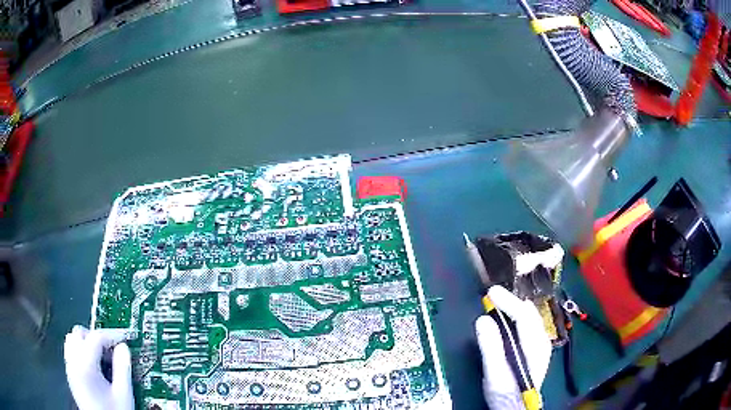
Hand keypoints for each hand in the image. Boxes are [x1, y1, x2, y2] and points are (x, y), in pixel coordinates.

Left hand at [64, 325, 133, 409]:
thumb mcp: (123, 394)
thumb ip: (123, 369)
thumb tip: (124, 348)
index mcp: (85, 364)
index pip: (96, 337)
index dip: (111, 335)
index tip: (125, 339)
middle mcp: (73, 361)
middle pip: (79, 333)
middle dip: (96, 337)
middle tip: (111, 349)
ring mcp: (70, 368)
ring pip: (72, 341)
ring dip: (86, 343)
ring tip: (102, 357)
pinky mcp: (70, 375)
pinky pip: (71, 353)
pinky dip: (81, 352)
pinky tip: (93, 366)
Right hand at [475, 286, 551, 409]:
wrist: (517, 408)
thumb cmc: (506, 393)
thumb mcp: (495, 374)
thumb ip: (491, 347)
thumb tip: (483, 319)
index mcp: (534, 345)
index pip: (524, 315)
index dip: (508, 301)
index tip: (491, 292)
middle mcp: (541, 340)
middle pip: (529, 313)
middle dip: (511, 301)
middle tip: (492, 296)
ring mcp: (540, 344)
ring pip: (530, 318)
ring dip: (514, 308)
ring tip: (498, 303)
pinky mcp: (535, 349)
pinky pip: (528, 325)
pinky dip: (517, 317)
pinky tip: (508, 319)